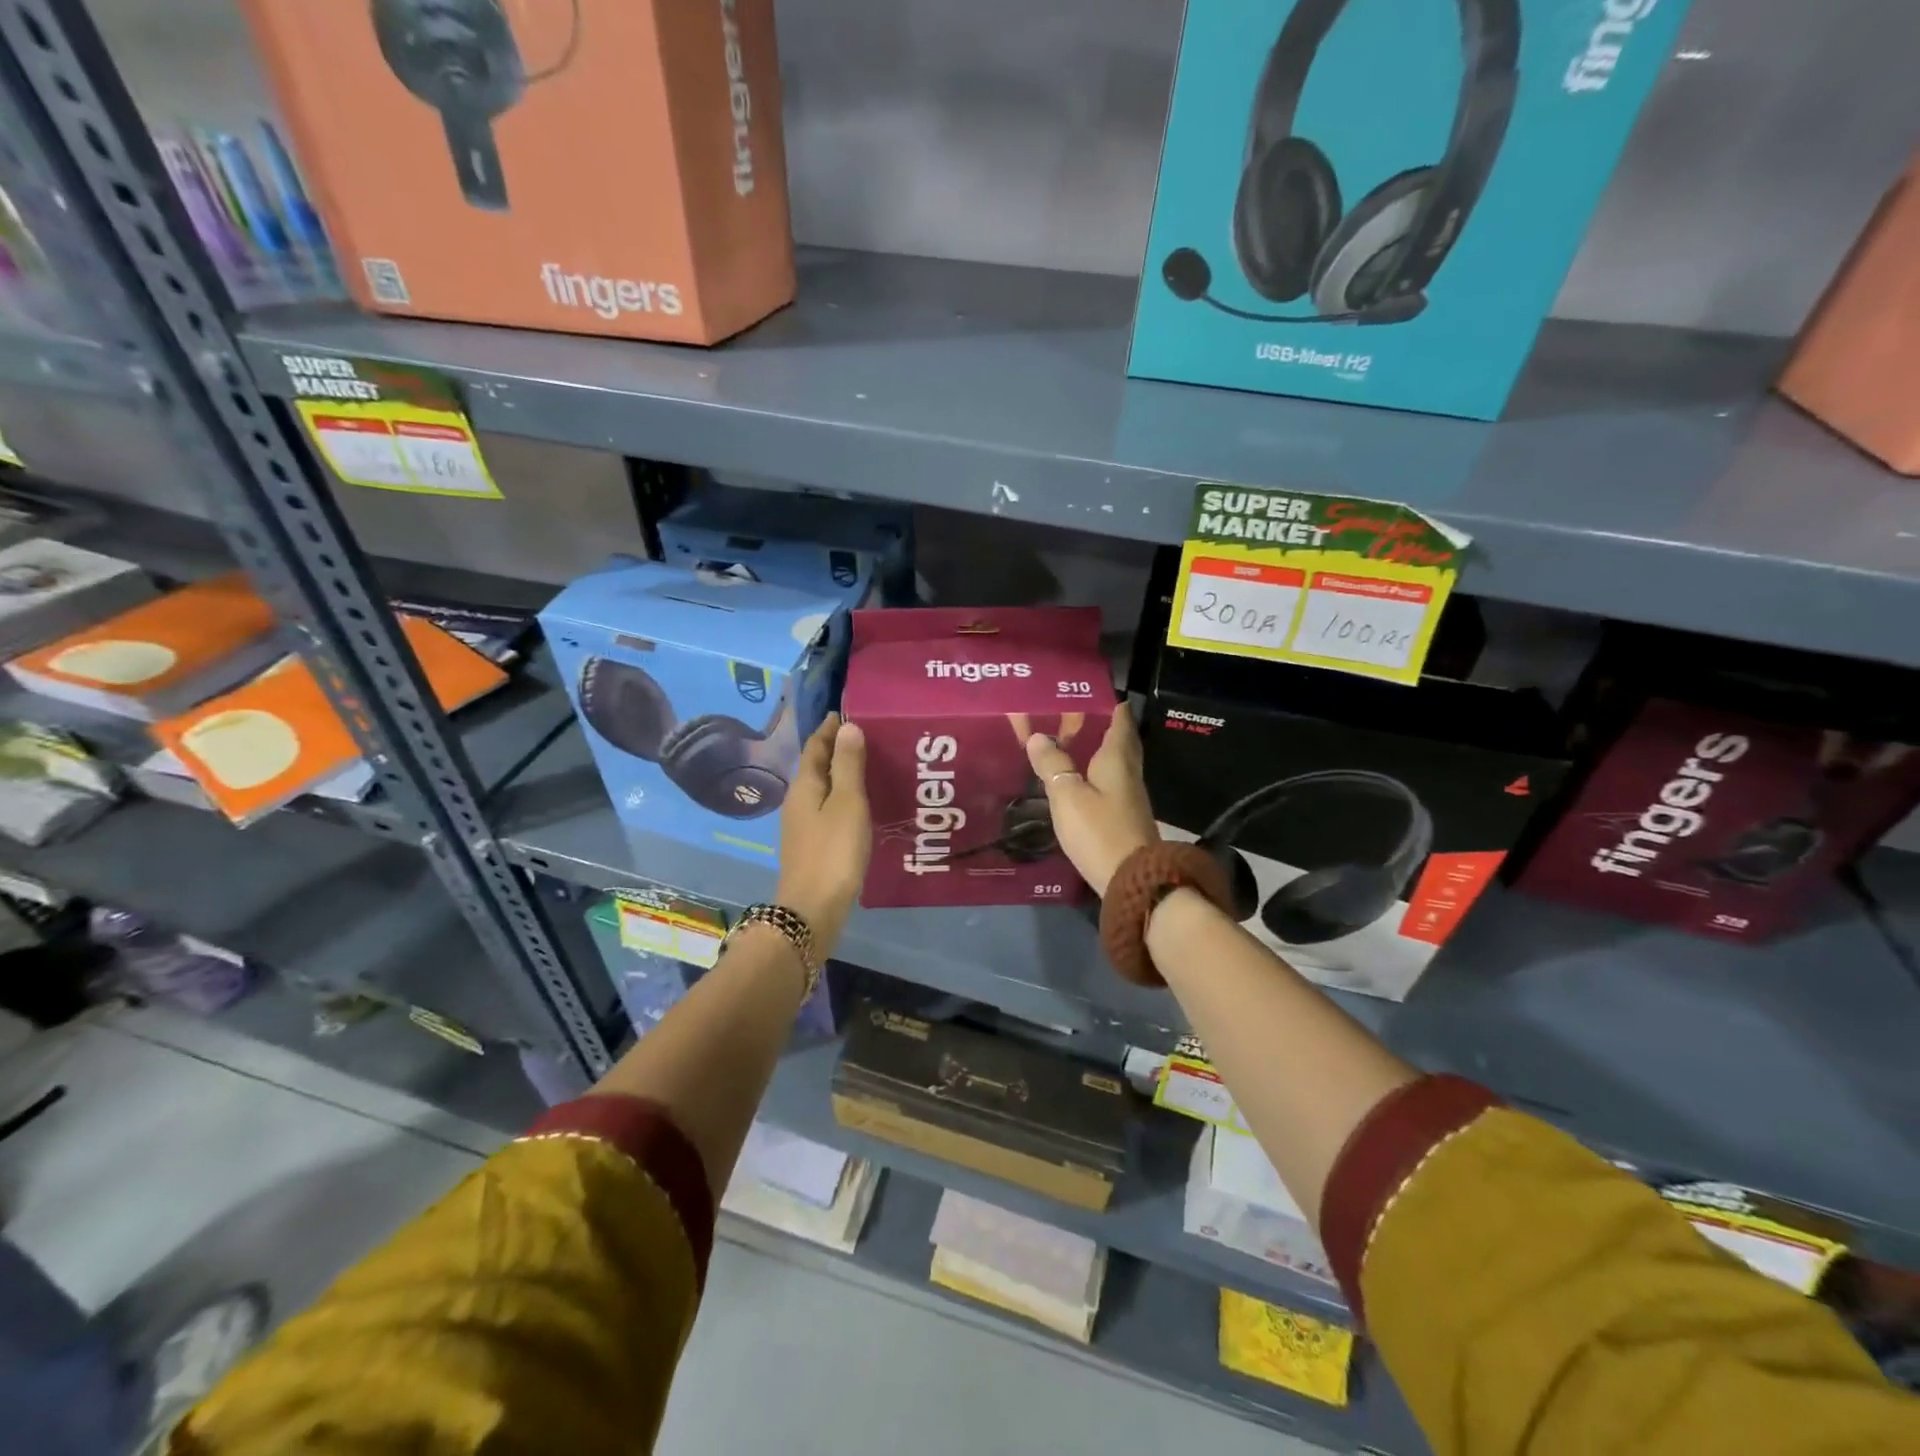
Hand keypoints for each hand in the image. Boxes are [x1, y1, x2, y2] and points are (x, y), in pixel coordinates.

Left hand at [776, 714, 870, 952]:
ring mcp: (802, 825)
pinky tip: (861, 804)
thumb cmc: (833, 851)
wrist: (812, 909)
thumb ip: (848, 765)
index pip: (815, 746)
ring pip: (822, 788)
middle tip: (869, 736)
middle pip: (816, 766)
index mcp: (804, 785)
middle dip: (838, 748)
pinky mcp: (812, 844)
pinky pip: (827, 808)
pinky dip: (842, 797)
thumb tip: (847, 726)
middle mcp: (798, 801)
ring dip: (841, 773)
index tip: (851, 712)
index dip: (831, 728)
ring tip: (870, 765)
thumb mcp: (847, 803)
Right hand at [1025, 704, 1158, 896]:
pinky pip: (1109, 783)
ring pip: (1115, 762)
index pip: (1119, 719)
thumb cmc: (1099, 830)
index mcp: (1117, 758)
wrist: (1133, 881)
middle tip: (1073, 714)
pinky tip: (1078, 778)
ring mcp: (1129, 796)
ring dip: (1096, 749)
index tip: (1086, 690)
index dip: (1107, 702)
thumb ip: (1053, 765)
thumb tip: (1038, 736)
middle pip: (1120, 740)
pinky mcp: (1124, 817)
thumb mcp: (1068, 796)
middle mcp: (1128, 772)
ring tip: (1069, 741)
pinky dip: (1095, 772)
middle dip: (1101, 725)